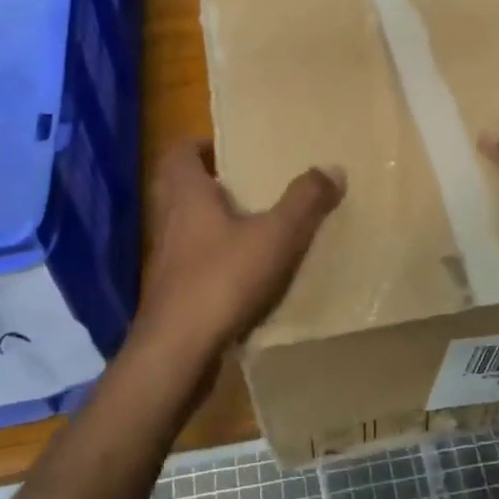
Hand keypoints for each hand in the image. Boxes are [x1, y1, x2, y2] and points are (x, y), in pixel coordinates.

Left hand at [131, 142, 344, 371]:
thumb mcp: (276, 236)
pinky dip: (213, 257)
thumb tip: (332, 167)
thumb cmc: (222, 280)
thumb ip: (305, 201)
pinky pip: (191, 261)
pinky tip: (244, 272)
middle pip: (180, 188)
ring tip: (252, 225)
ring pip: (185, 226)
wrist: (177, 352)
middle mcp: (168, 220)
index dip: (201, 145)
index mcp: (186, 195)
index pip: (179, 153)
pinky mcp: (171, 292)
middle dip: (209, 182)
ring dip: (211, 221)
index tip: (231, 149)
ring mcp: (165, 259)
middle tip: (246, 184)